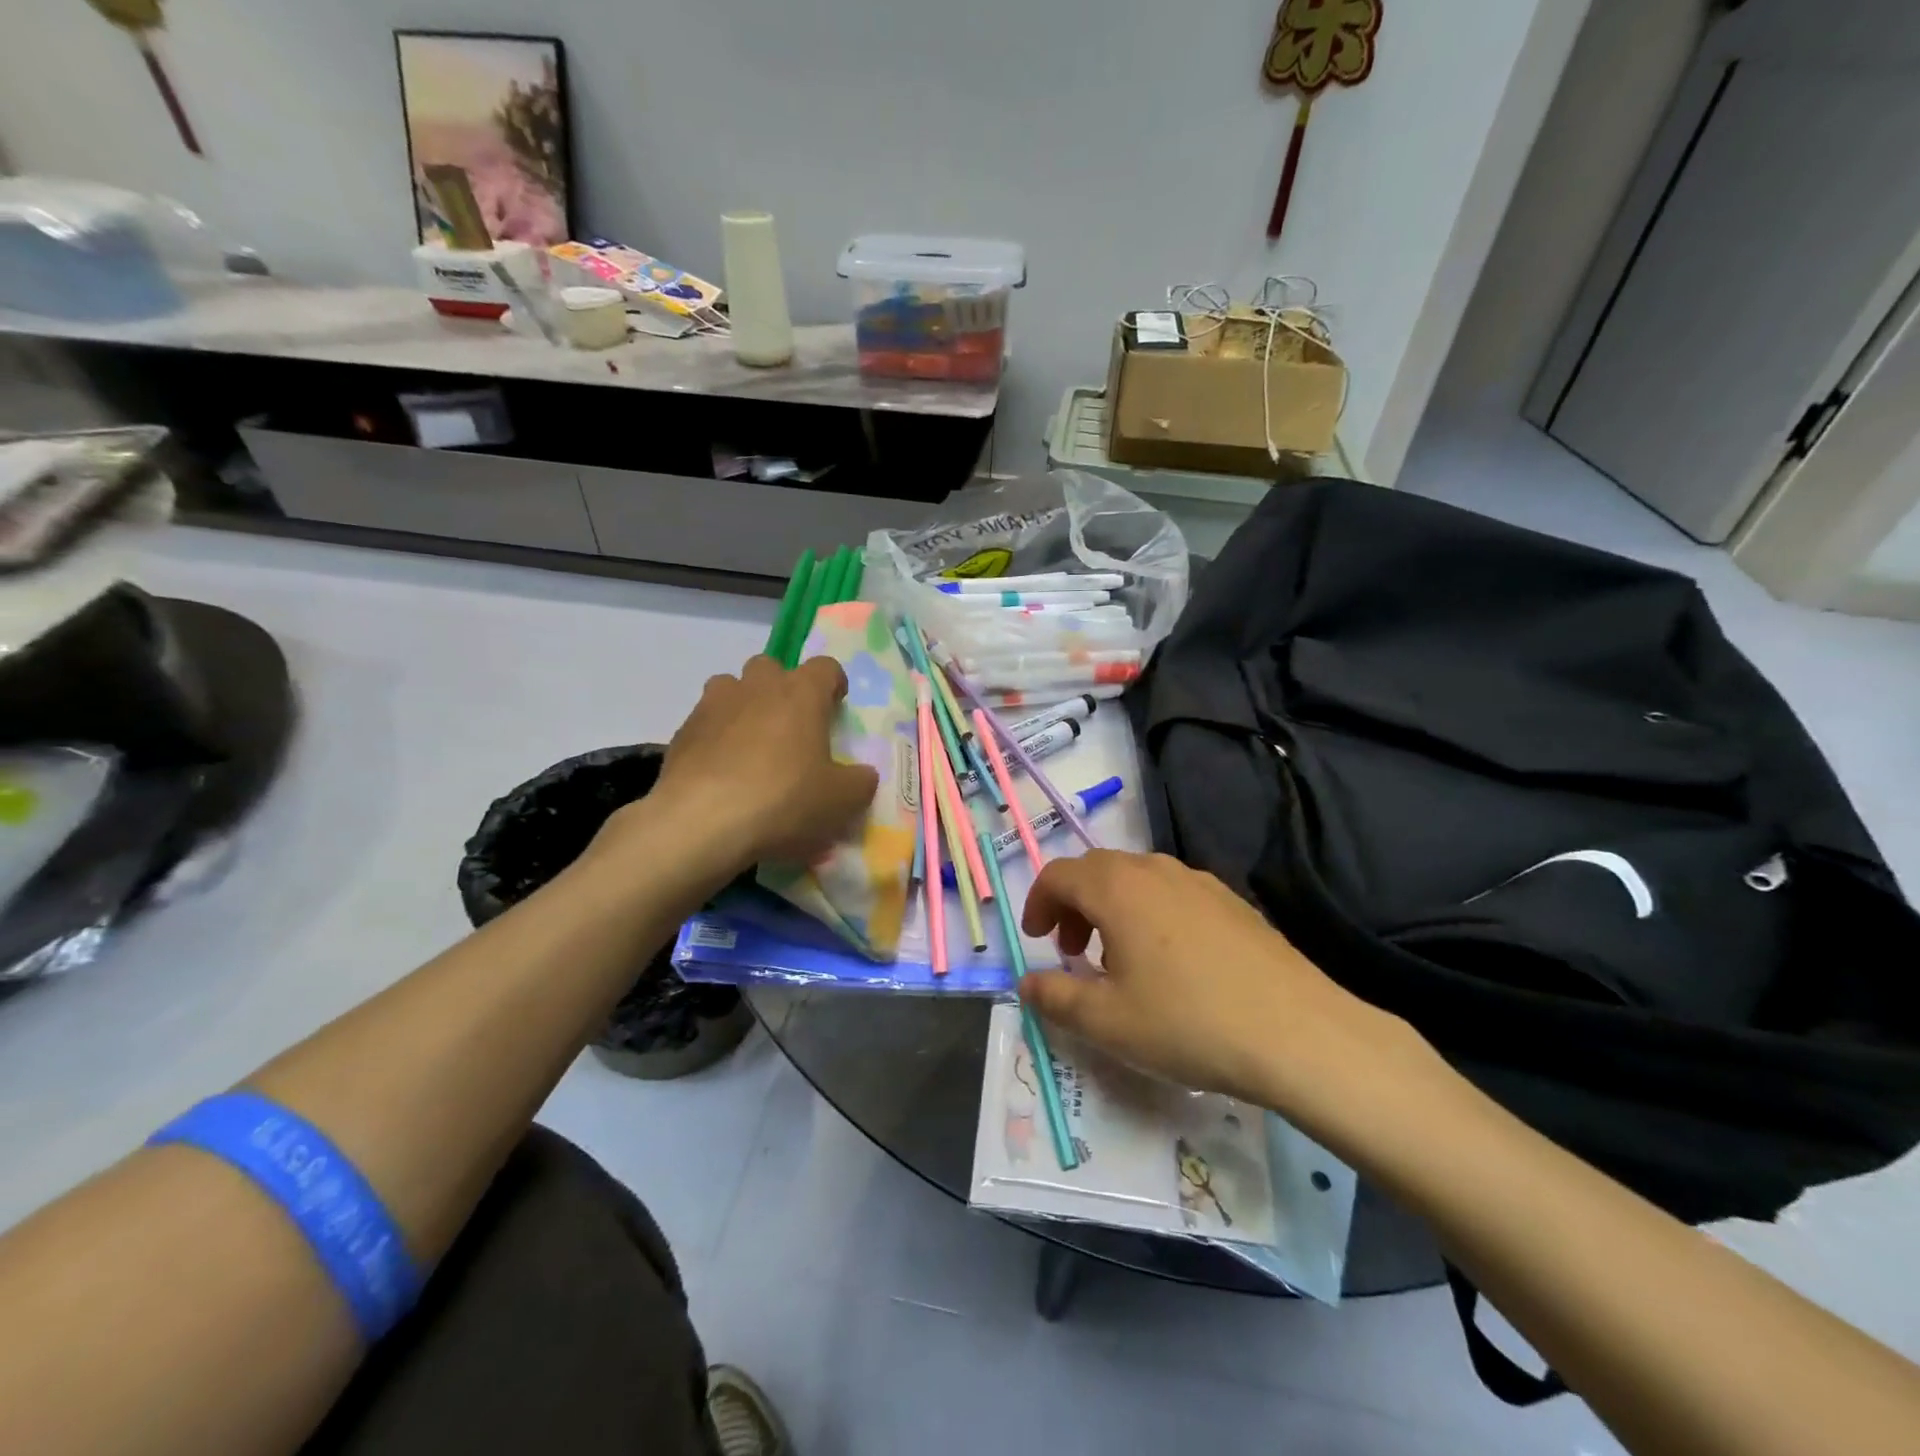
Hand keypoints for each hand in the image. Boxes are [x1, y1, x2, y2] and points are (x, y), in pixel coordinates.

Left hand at [602, 654, 878, 875]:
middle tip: (791, 728)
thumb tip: (863, 775)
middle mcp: (757, 686)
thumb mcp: (841, 800)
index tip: (835, 708)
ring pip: (731, 688)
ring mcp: (714, 705)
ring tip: (751, 746)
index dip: (833, 685)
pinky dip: (716, 738)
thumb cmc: (784, 801)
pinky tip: (721, 773)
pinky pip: (706, 723)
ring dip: (744, 707)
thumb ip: (860, 782)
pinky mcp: (682, 731)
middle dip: (782, 690)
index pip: (826, 667)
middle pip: (772, 668)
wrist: (701, 823)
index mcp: (802, 693)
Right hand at [1019, 851, 1442, 1139]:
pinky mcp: (1233, 901)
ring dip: (1111, 908)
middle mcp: (1155, 870)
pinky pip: (1173, 893)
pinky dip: (1150, 913)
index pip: (1059, 874)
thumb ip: (1055, 999)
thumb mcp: (1107, 1022)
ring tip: (1118, 959)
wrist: (1299, 1034)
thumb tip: (1026, 984)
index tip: (1037, 940)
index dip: (1038, 903)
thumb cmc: (1188, 1023)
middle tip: (1072, 952)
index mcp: (1117, 888)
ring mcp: (1200, 881)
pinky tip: (1170, 962)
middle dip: (1073, 905)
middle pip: (1097, 870)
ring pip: (1137, 879)